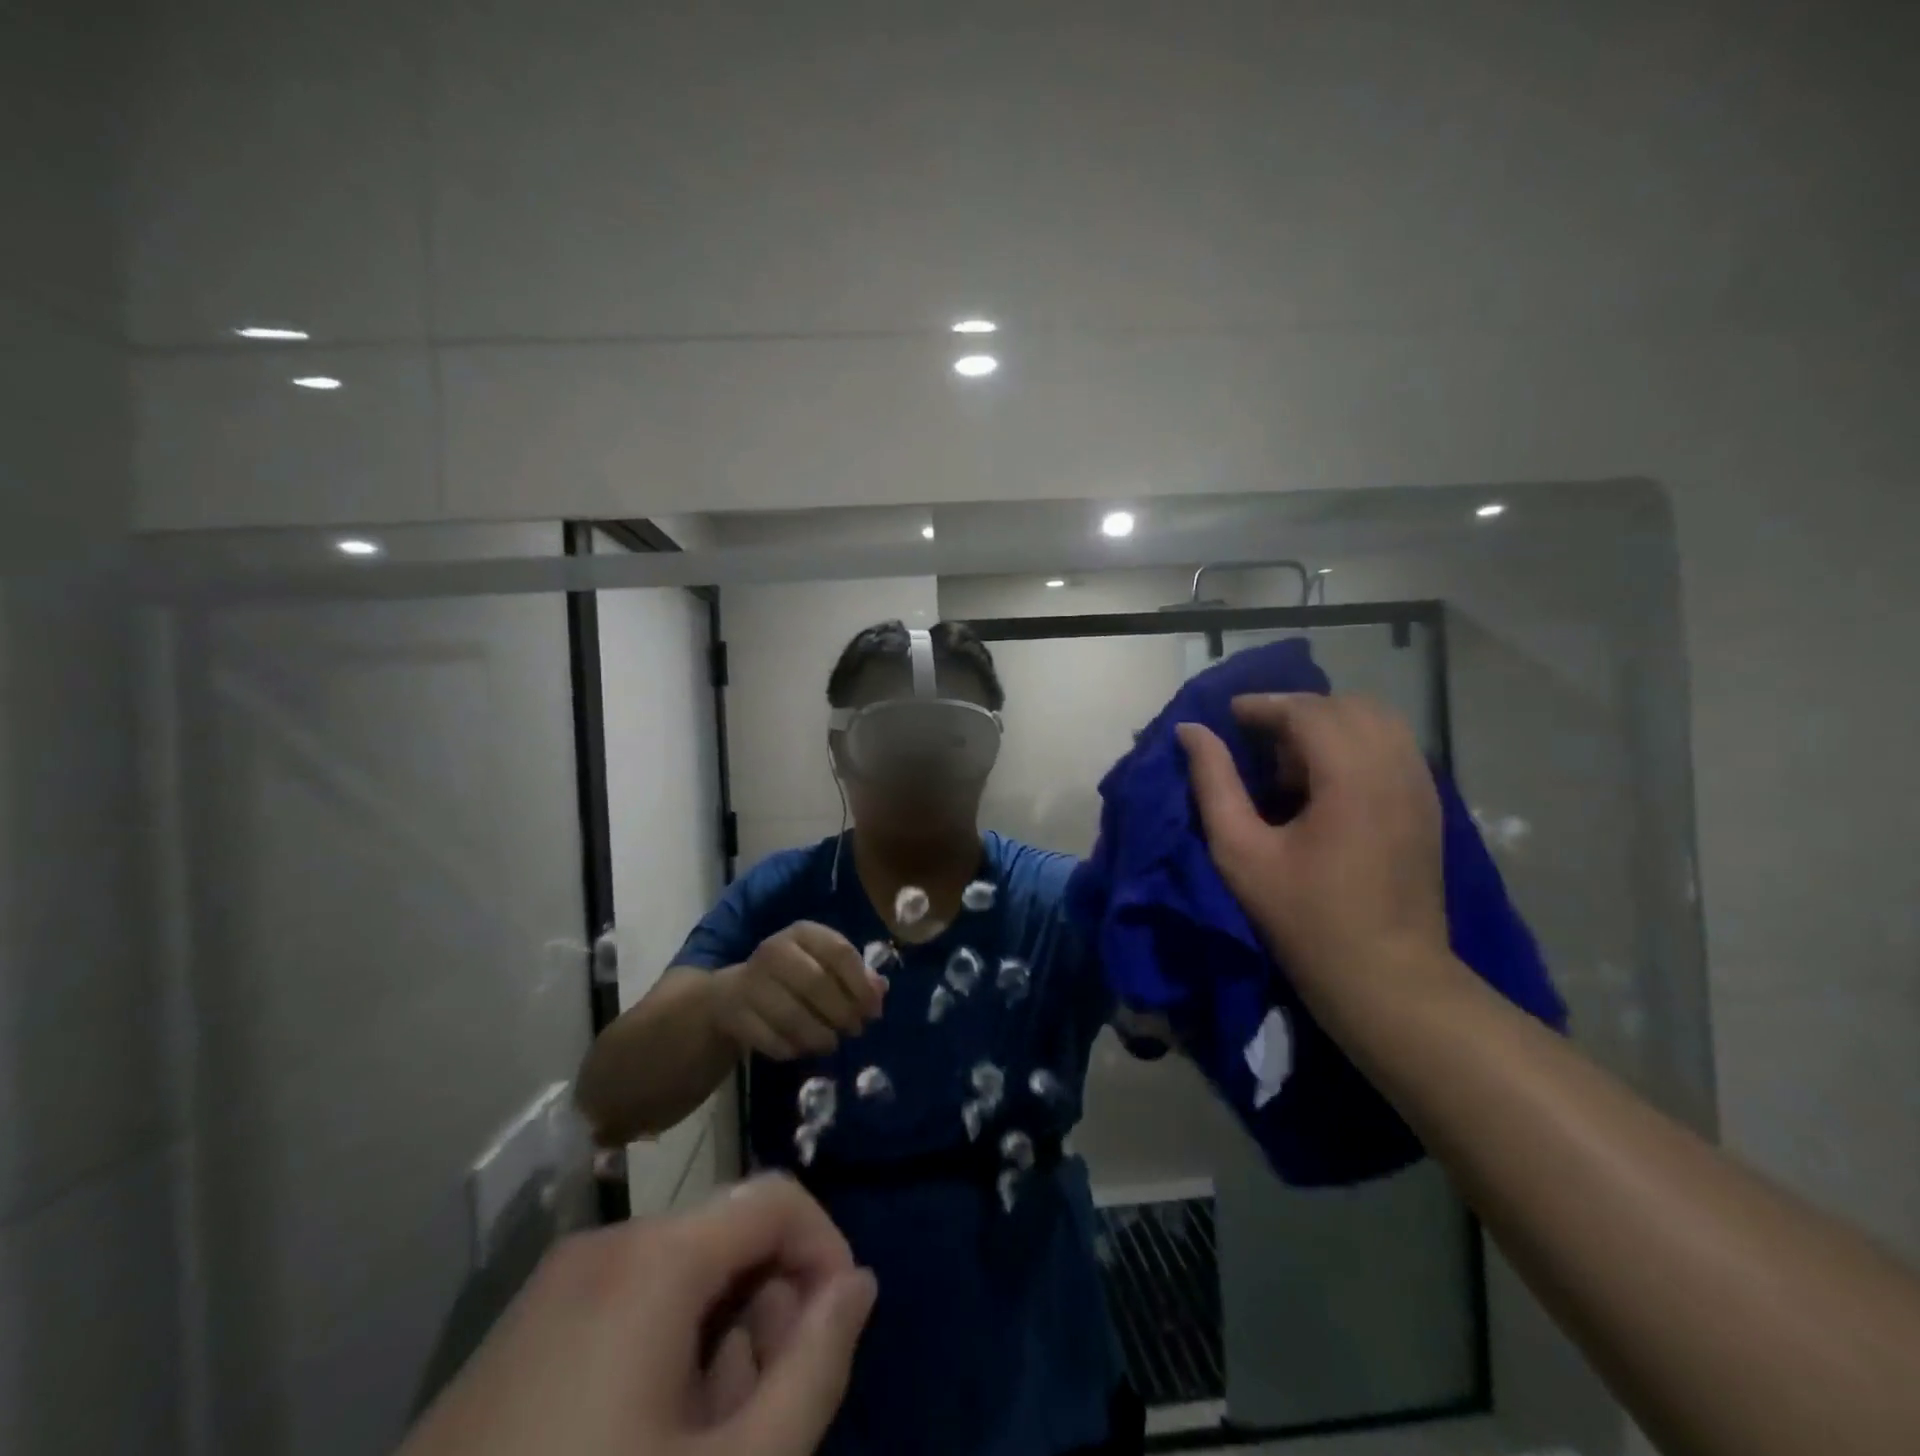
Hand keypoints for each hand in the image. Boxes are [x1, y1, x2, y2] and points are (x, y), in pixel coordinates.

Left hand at [396, 1175, 877, 1455]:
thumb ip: (816, 1368)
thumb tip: (859, 1283)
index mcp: (655, 1258)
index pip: (778, 1198)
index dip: (826, 1253)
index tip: (837, 1336)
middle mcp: (606, 1246)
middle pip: (729, 1237)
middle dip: (769, 1311)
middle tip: (764, 1415)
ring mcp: (555, 1286)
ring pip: (682, 1276)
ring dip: (719, 1341)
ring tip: (703, 1444)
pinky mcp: (521, 1332)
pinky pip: (628, 1306)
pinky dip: (666, 1351)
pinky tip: (647, 1441)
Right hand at [713, 921, 886, 1059]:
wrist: (734, 993)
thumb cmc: (794, 976)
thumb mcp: (824, 965)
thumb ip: (855, 974)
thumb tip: (880, 990)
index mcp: (803, 933)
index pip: (839, 952)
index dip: (861, 983)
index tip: (874, 1010)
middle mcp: (775, 950)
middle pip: (816, 983)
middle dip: (842, 1012)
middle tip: (856, 1030)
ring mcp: (751, 982)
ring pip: (791, 1015)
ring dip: (818, 1036)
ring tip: (832, 1043)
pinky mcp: (734, 1014)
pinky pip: (769, 1039)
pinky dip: (791, 1049)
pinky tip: (802, 1050)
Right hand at [1177, 693, 1448, 1001]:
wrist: (1387, 978)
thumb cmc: (1305, 918)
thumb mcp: (1241, 852)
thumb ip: (1214, 783)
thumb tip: (1191, 732)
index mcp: (1352, 777)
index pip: (1308, 711)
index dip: (1263, 705)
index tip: (1226, 716)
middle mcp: (1396, 768)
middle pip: (1347, 706)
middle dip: (1296, 710)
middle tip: (1256, 739)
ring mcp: (1422, 786)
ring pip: (1376, 722)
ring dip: (1328, 725)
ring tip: (1290, 760)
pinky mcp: (1429, 806)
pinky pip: (1393, 748)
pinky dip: (1355, 744)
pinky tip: (1325, 781)